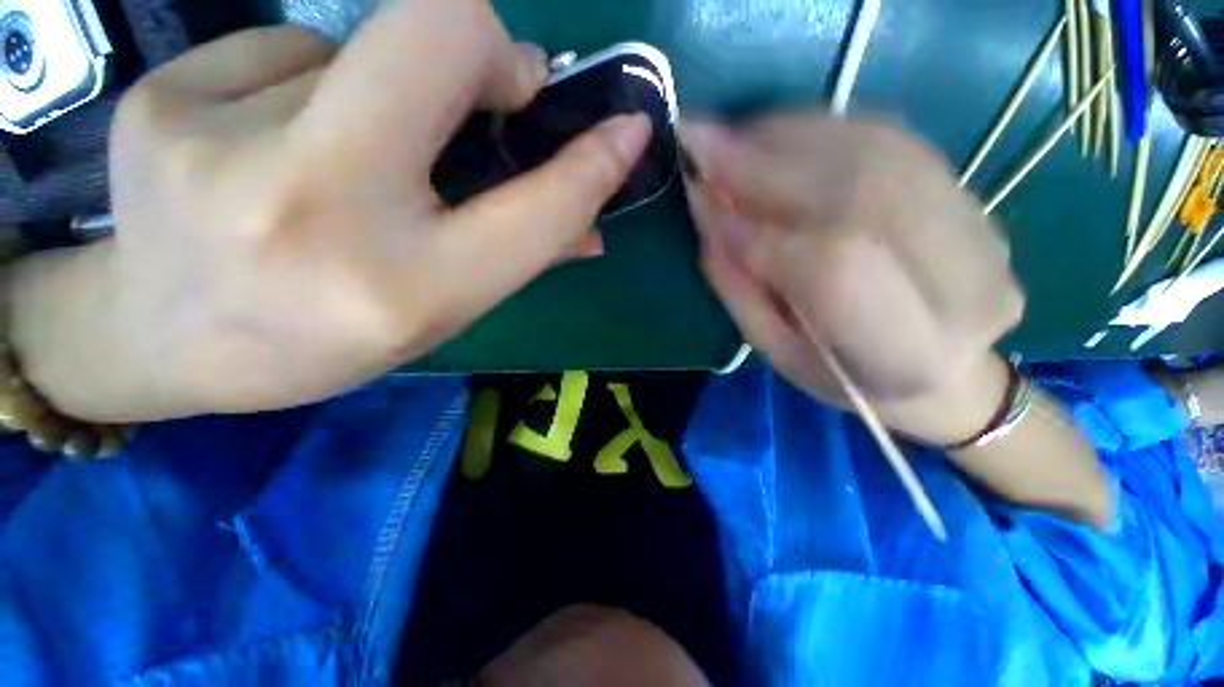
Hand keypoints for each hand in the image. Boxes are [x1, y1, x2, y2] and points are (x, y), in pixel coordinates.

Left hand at [12, 0, 650, 420]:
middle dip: (490, 48)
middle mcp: (314, 205)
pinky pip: (288, 48)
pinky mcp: (164, 95)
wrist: (162, 340)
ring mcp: (217, 137)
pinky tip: (274, 141)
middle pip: (441, 30)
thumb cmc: (320, 340)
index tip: (626, 130)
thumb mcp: (441, 311)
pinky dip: (312, 85)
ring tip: (352, 154)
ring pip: (361, 46)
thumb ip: (519, 254)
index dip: (591, 162)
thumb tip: (591, 225)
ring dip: (391, 91)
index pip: (535, 209)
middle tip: (494, 89)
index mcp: (405, 286)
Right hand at [680, 114, 1024, 444]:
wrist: (944, 371)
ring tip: (731, 141)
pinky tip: (775, 137)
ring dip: (787, 137)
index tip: (700, 198)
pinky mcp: (974, 194)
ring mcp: (982, 228)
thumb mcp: (776, 353)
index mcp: (908, 354)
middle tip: (702, 145)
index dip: (757, 228)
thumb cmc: (846, 379)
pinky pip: (889, 138)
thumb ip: (740, 287)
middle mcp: (965, 283)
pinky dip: (820, 130)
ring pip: (873, 150)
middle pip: (857, 189)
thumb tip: (707, 212)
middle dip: (764, 163)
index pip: (829, 266)